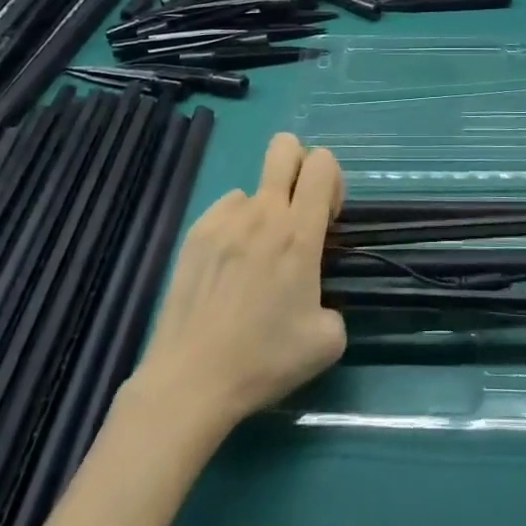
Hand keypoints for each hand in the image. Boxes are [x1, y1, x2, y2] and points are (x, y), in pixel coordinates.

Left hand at [131, 133, 346, 436]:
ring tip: (254, 261)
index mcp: (299, 232)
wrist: (191, 379)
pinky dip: (235, 229)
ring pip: (254, 188)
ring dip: (264, 211)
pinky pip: (225, 211)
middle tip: (298, 212)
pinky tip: (227, 271)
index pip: (323, 163)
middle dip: (300, 164)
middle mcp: (262, 213)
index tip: (326, 221)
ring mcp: (223, 219)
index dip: (332, 181)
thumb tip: (317, 295)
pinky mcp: (194, 234)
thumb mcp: (327, 340)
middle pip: (285, 146)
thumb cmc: (264, 359)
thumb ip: (334, 302)